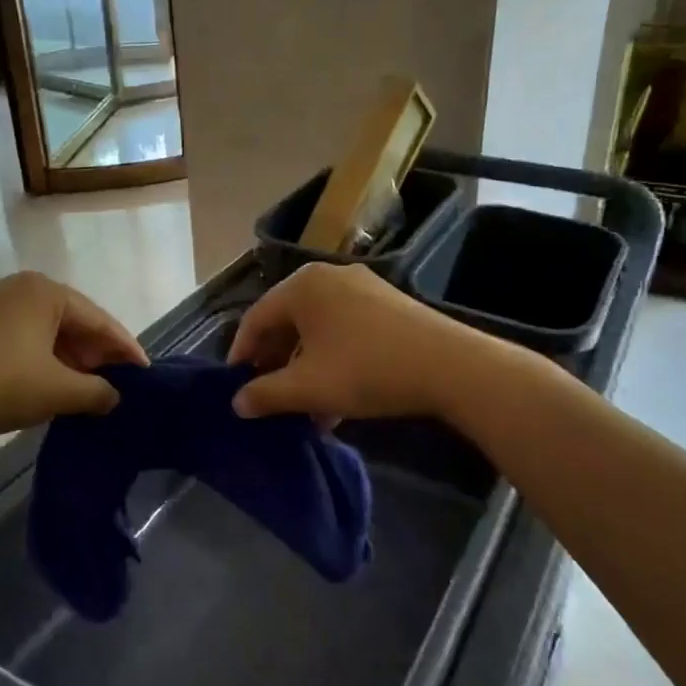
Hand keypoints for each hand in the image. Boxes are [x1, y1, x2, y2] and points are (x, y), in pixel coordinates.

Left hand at [0, 273, 147, 442]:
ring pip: (44, 329)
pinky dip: (39, 357)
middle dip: (95, 354)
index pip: (99, 319)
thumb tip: (114, 396)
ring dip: (67, 358)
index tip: (145, 374)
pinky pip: (20, 336)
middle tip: (115, 385)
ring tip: (83, 388)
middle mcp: (19, 286)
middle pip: (72, 321)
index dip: (125, 349)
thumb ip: (96, 392)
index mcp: (45, 291)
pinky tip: (45, 382)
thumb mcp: (56, 392)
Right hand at [227, 262, 483, 421]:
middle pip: (287, 322)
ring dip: (305, 368)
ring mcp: (362, 288)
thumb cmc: (366, 370)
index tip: (235, 386)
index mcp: (302, 286)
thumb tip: (237, 403)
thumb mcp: (308, 387)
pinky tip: (336, 398)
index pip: (256, 318)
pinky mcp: (387, 305)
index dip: (241, 355)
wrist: (450, 366)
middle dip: (276, 363)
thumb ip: (266, 394)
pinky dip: (332, 360)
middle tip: (268, 396)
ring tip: (304, 407)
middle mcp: (328, 277)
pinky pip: (344, 330)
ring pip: (317, 330)